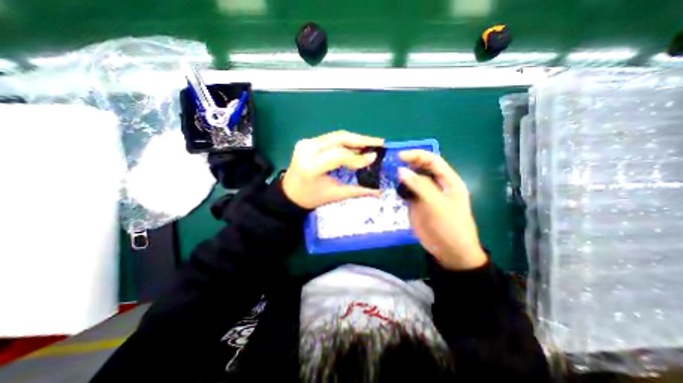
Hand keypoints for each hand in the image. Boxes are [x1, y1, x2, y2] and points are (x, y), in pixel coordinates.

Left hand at [280, 131, 382, 208]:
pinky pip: (331, 138)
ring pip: (336, 136)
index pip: (339, 155)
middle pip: (339, 138)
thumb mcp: (334, 195)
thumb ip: (357, 190)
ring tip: (371, 143)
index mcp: (312, 166)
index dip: (358, 157)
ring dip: (355, 139)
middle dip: (361, 139)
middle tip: (379, 142)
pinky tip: (356, 145)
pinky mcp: (307, 141)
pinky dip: (345, 141)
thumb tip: (379, 191)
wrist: (289, 193)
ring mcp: (306, 143)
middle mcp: (308, 149)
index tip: (374, 158)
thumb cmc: (311, 198)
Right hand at [398, 148, 488, 269]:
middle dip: (407, 163)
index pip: (432, 160)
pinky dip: (398, 187)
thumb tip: (400, 170)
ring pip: (412, 179)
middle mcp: (436, 184)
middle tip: (389, 163)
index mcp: (448, 180)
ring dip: (401, 175)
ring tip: (386, 172)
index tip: (399, 156)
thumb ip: (419, 186)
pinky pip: (406, 191)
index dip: (417, 155)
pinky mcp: (416, 203)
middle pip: (421, 168)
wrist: (449, 251)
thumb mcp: (436, 204)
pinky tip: (390, 185)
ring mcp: (425, 194)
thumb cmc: (449, 226)